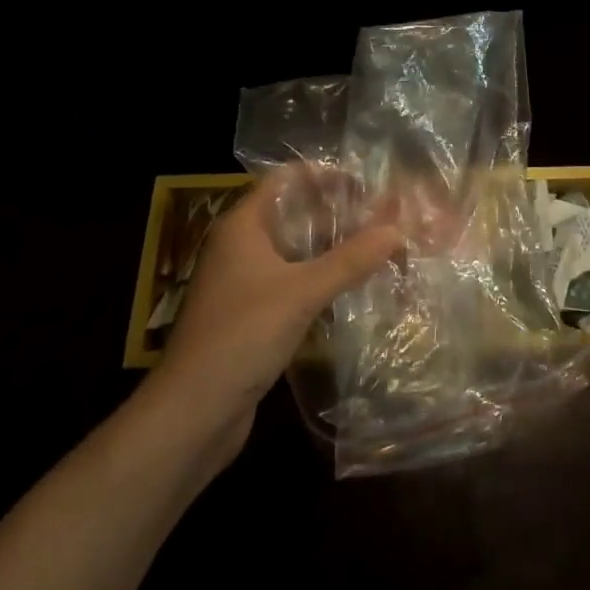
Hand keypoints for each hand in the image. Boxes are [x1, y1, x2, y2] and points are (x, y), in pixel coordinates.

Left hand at [150, 167, 401, 451]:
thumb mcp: (301, 293)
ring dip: (332, 247)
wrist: (192, 414)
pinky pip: (293, 281)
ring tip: (377, 247)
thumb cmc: (241, 336)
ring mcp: (245, 281)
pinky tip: (354, 286)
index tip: (367, 184)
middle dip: (337, 213)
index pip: (286, 179)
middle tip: (383, 216)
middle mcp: (241, 245)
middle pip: (294, 213)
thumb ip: (350, 260)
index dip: (325, 176)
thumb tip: (398, 229)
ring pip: (296, 250)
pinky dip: (321, 278)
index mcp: (243, 225)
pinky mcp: (253, 314)